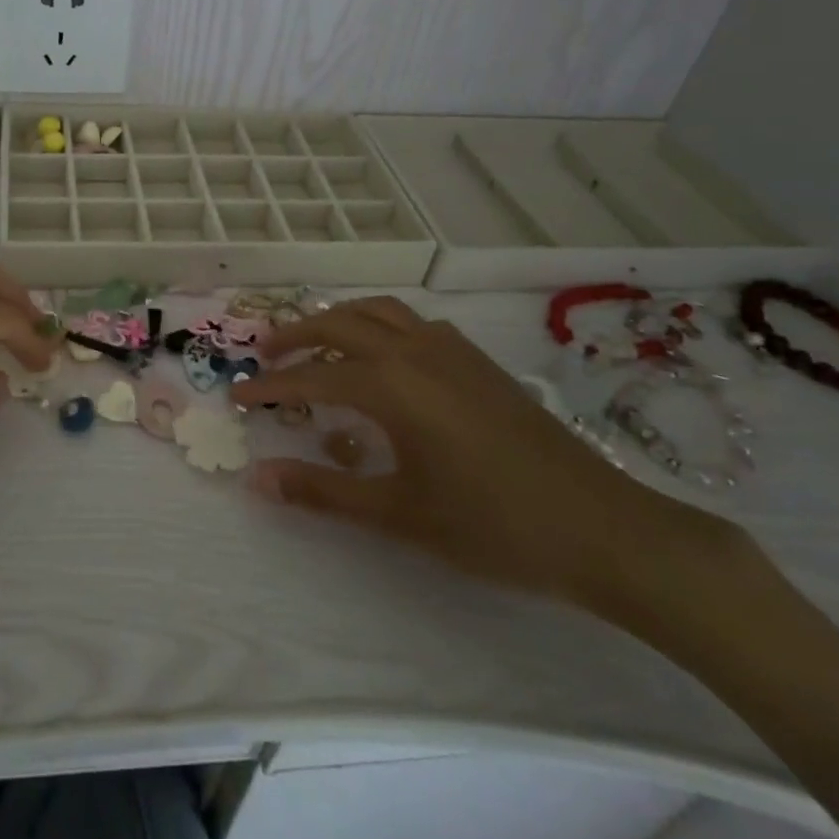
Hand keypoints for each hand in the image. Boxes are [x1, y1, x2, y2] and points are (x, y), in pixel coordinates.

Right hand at [236, 297, 736, 612]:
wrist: (602, 527)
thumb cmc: (494, 526)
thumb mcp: (400, 514)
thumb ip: (324, 491)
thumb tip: (258, 477)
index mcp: (391, 384)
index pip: (311, 377)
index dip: (269, 387)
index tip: (236, 395)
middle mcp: (414, 350)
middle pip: (338, 323)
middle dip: (295, 336)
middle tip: (264, 355)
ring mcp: (450, 348)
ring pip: (377, 311)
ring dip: (337, 320)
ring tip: (314, 342)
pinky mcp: (476, 359)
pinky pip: (411, 321)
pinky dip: (379, 324)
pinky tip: (383, 355)